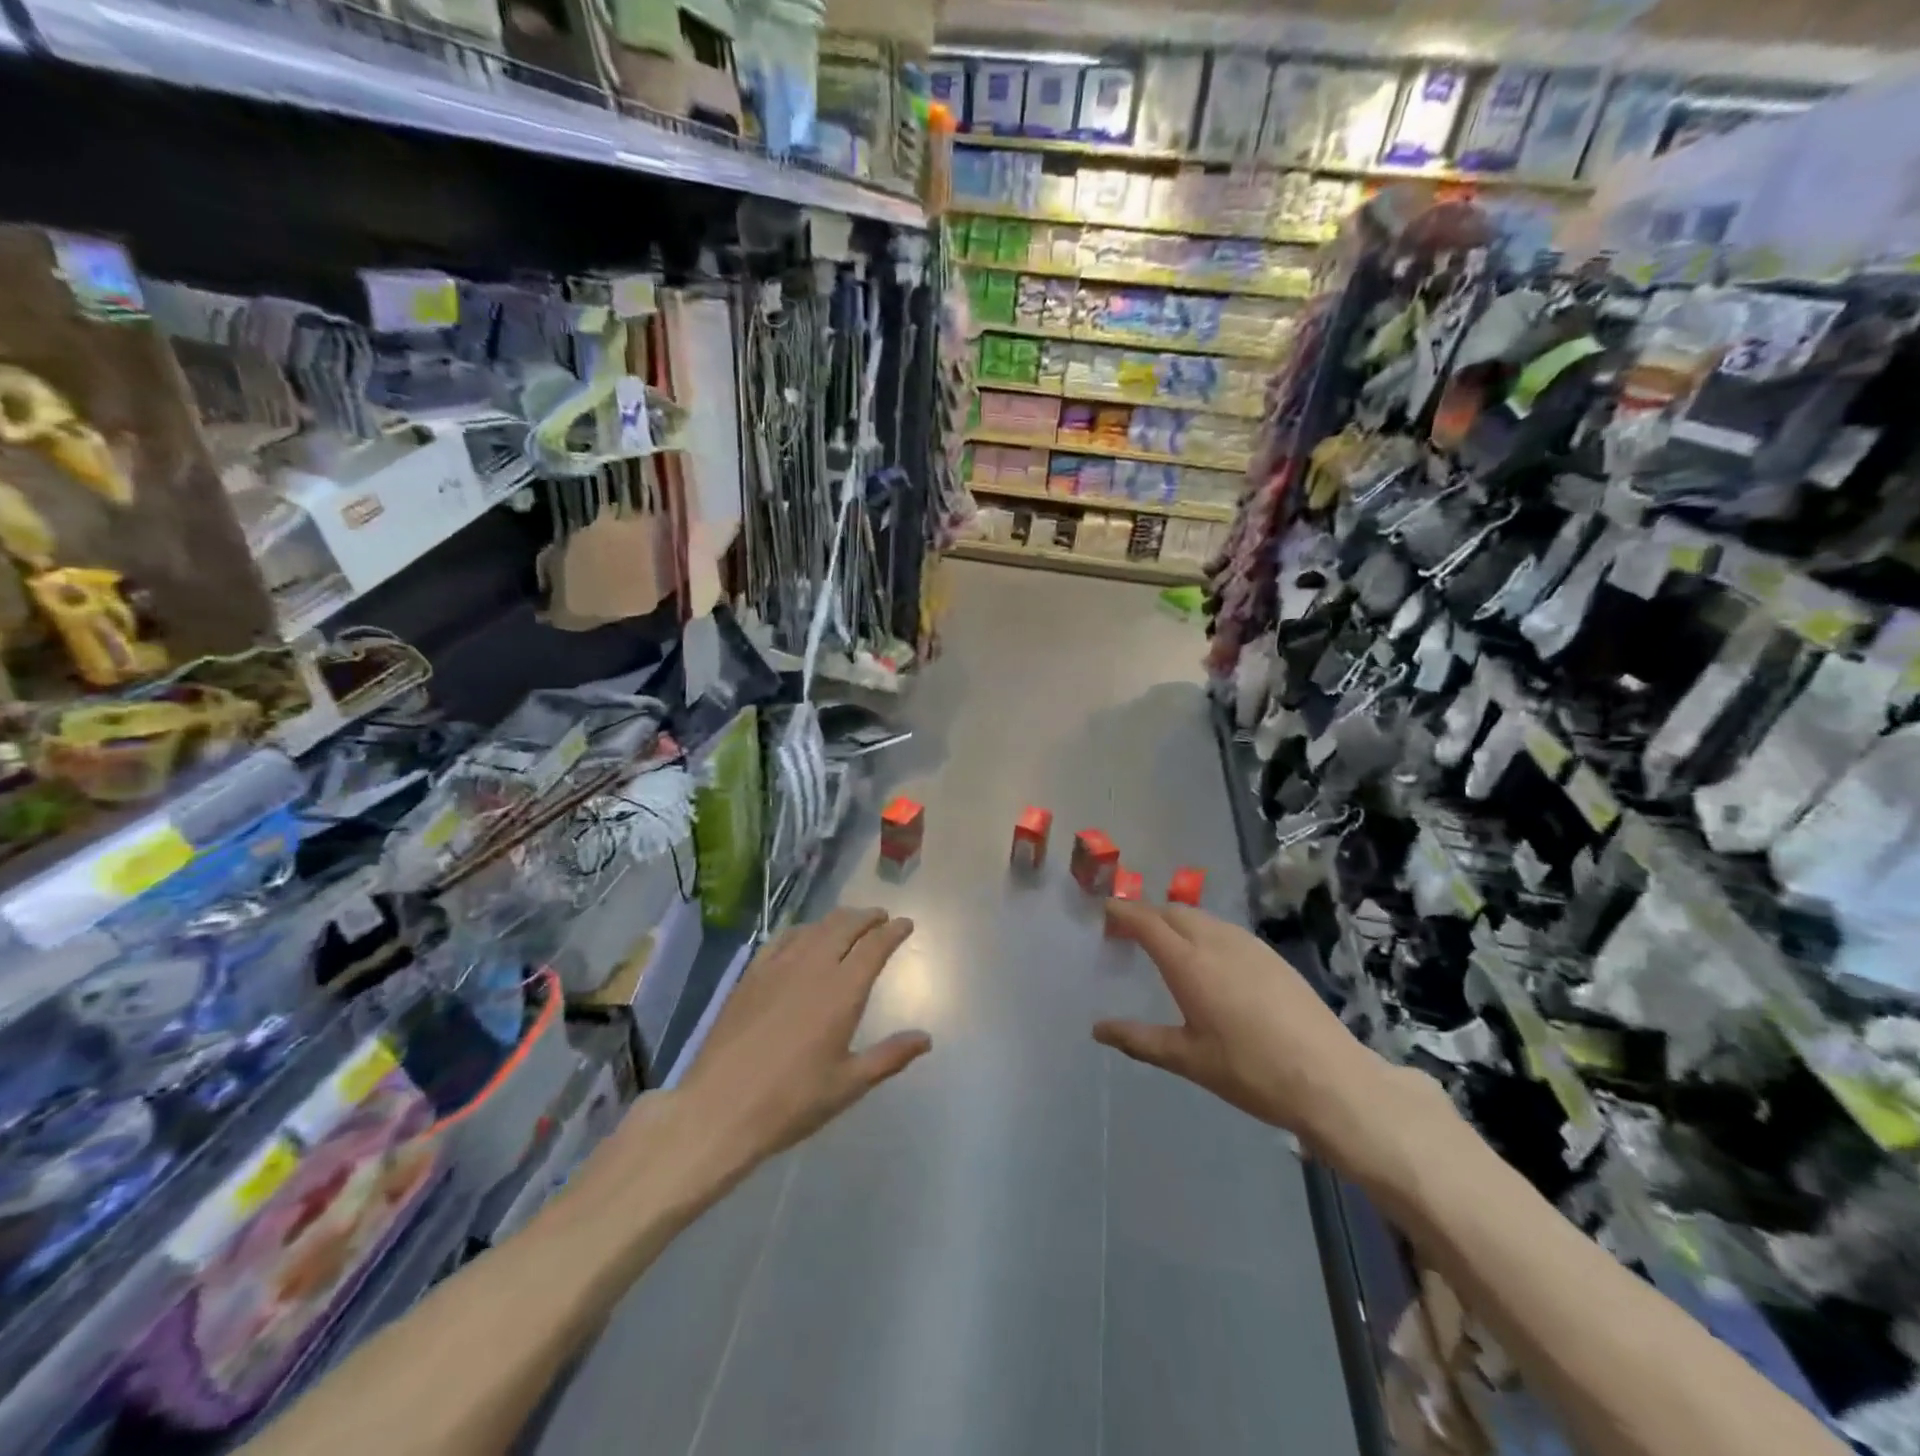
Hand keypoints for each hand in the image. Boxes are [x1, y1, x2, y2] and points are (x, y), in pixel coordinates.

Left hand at [678, 907, 931, 1171]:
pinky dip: (803, 930)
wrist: (719, 1108)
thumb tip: (926, 1039)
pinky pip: (783, 939)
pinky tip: (803, 937)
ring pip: (815, 928)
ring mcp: (778, 968)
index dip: (894, 931)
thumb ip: (890, 1056)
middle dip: (868, 917)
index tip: (906, 924)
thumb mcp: (848, 1085)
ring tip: (850, 923)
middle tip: (881, 918)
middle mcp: (813, 967)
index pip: (875, 946)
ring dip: (838, 920)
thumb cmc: (791, 1102)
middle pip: (846, 926)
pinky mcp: (751, 976)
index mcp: (842, 991)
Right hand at [1094, 901, 1445, 1191]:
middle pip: (1173, 911)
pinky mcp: (1271, 956)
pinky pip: (1225, 930)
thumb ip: (1139, 1039)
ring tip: (1163, 945)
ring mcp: (1248, 945)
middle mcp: (1216, 941)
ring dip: (1175, 921)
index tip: (1103, 910)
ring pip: (1201, 918)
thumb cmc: (1250, 1071)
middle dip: (1146, 914)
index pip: (1145, 921)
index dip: (1121, 911)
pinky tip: (1207, 960)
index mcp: (1189, 962)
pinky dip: (1202, 932)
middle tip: (1127, 933)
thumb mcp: (1187, 1059)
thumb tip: (1098, 1029)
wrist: (1330, 1079)